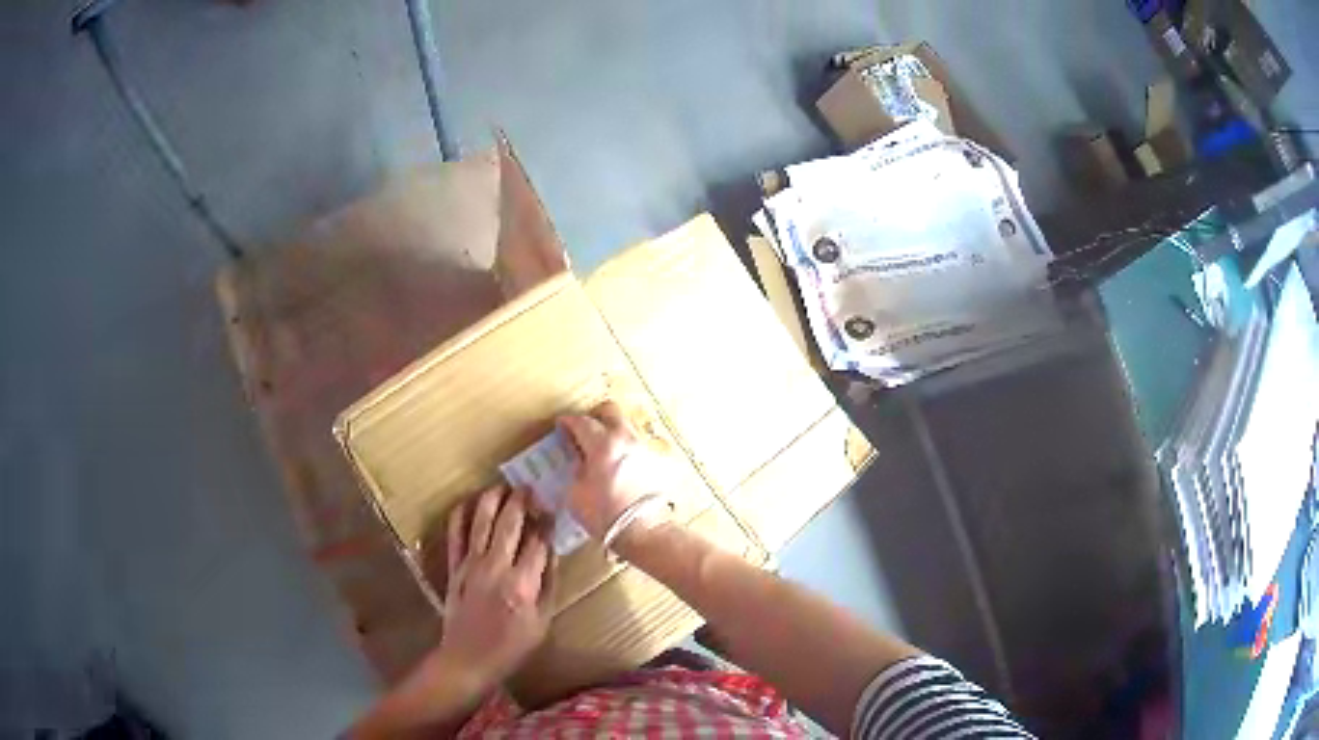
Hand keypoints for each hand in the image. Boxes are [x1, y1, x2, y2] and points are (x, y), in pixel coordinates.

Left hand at [437, 485, 553, 688]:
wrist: (468, 658)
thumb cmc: (511, 646)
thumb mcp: (542, 622)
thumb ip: (548, 584)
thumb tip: (552, 552)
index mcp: (522, 584)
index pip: (538, 542)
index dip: (547, 523)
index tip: (553, 511)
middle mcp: (495, 567)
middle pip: (509, 523)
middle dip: (521, 501)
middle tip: (529, 487)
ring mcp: (470, 565)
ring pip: (481, 521)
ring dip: (493, 499)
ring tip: (503, 485)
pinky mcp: (453, 567)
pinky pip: (455, 534)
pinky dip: (460, 514)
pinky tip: (469, 502)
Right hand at [558, 401, 671, 540]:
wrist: (644, 531)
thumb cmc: (604, 514)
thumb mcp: (576, 494)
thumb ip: (576, 470)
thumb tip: (580, 462)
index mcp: (603, 444)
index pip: (581, 422)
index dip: (568, 422)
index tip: (561, 426)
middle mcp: (626, 439)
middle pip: (610, 411)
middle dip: (595, 417)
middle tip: (584, 431)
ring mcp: (644, 448)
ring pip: (626, 427)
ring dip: (612, 432)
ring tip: (602, 450)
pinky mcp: (656, 462)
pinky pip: (637, 446)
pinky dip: (625, 450)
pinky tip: (619, 466)